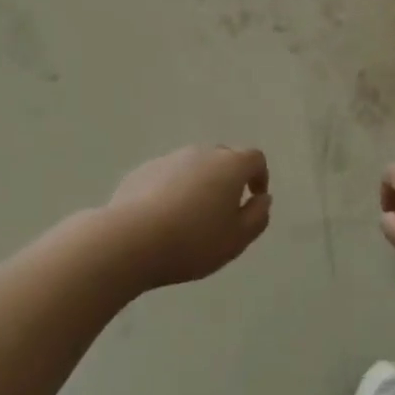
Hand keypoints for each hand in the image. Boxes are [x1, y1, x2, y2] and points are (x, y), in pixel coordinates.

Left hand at [105, 146, 271, 288]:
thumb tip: (262, 198)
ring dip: (199, 184)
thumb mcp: (237, 240)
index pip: (254, 158)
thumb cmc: (193, 241)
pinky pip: (168, 176)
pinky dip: (173, 190)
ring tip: (191, 218)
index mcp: (229, 165)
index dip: (259, 177)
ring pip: (193, 166)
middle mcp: (201, 153)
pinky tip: (163, 219)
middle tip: (223, 212)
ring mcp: (169, 158)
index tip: (254, 199)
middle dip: (228, 179)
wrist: (131, 239)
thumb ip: (257, 216)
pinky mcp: (143, 170)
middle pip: (223, 158)